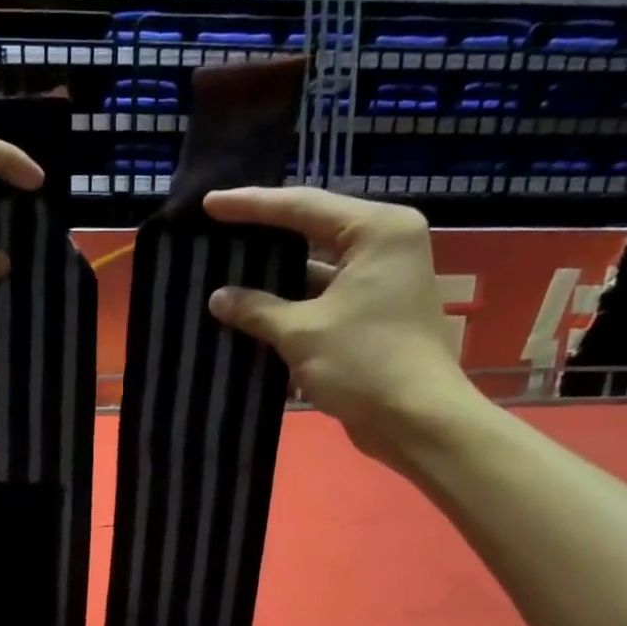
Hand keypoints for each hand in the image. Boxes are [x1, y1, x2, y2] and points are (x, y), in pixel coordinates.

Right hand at [202, 187, 482, 463]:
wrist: (417, 421)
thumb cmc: (364, 364)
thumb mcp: (301, 333)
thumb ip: (256, 309)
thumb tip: (217, 297)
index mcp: (376, 231)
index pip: (302, 206)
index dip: (251, 205)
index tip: (209, 204)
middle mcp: (383, 245)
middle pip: (311, 230)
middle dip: (262, 236)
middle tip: (215, 230)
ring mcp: (379, 280)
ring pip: (314, 268)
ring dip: (273, 276)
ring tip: (225, 270)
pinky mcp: (371, 313)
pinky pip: (321, 297)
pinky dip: (289, 304)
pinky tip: (250, 308)